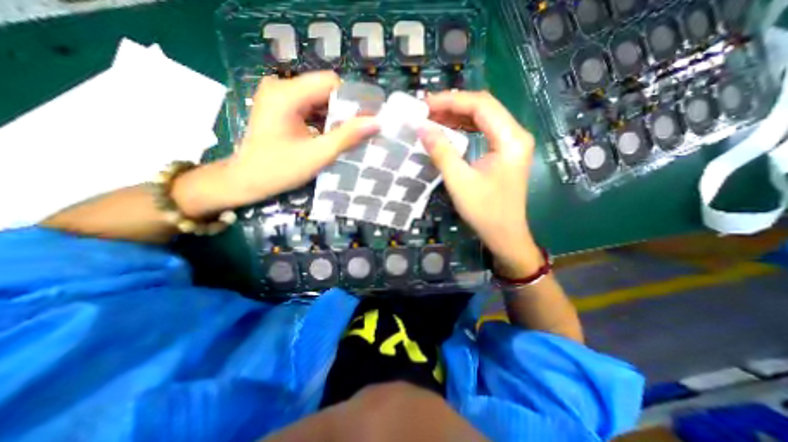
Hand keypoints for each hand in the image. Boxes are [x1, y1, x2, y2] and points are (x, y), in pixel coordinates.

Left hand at [172, 70, 381, 219]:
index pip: (331, 83)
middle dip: (344, 111)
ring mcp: (279, 96)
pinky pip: (310, 107)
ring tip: (347, 137)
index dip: (352, 100)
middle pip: (325, 90)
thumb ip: (347, 137)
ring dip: (335, 117)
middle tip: (358, 133)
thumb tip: (376, 122)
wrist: (246, 180)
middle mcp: (281, 86)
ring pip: (319, 99)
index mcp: (287, 94)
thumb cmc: (279, 170)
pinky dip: (324, 120)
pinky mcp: (280, 106)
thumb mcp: (317, 155)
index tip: (366, 121)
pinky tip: (330, 136)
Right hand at [426, 90, 542, 275]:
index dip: (451, 101)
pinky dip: (464, 127)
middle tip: (426, 110)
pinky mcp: (505, 152)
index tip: (425, 105)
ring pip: (483, 118)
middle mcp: (516, 134)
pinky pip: (484, 131)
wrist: (504, 234)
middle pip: (483, 107)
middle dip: (453, 105)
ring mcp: (512, 143)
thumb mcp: (459, 181)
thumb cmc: (484, 211)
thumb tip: (421, 127)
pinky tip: (448, 128)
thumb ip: (441, 151)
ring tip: (432, 117)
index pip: (481, 105)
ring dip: (457, 115)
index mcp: (511, 139)